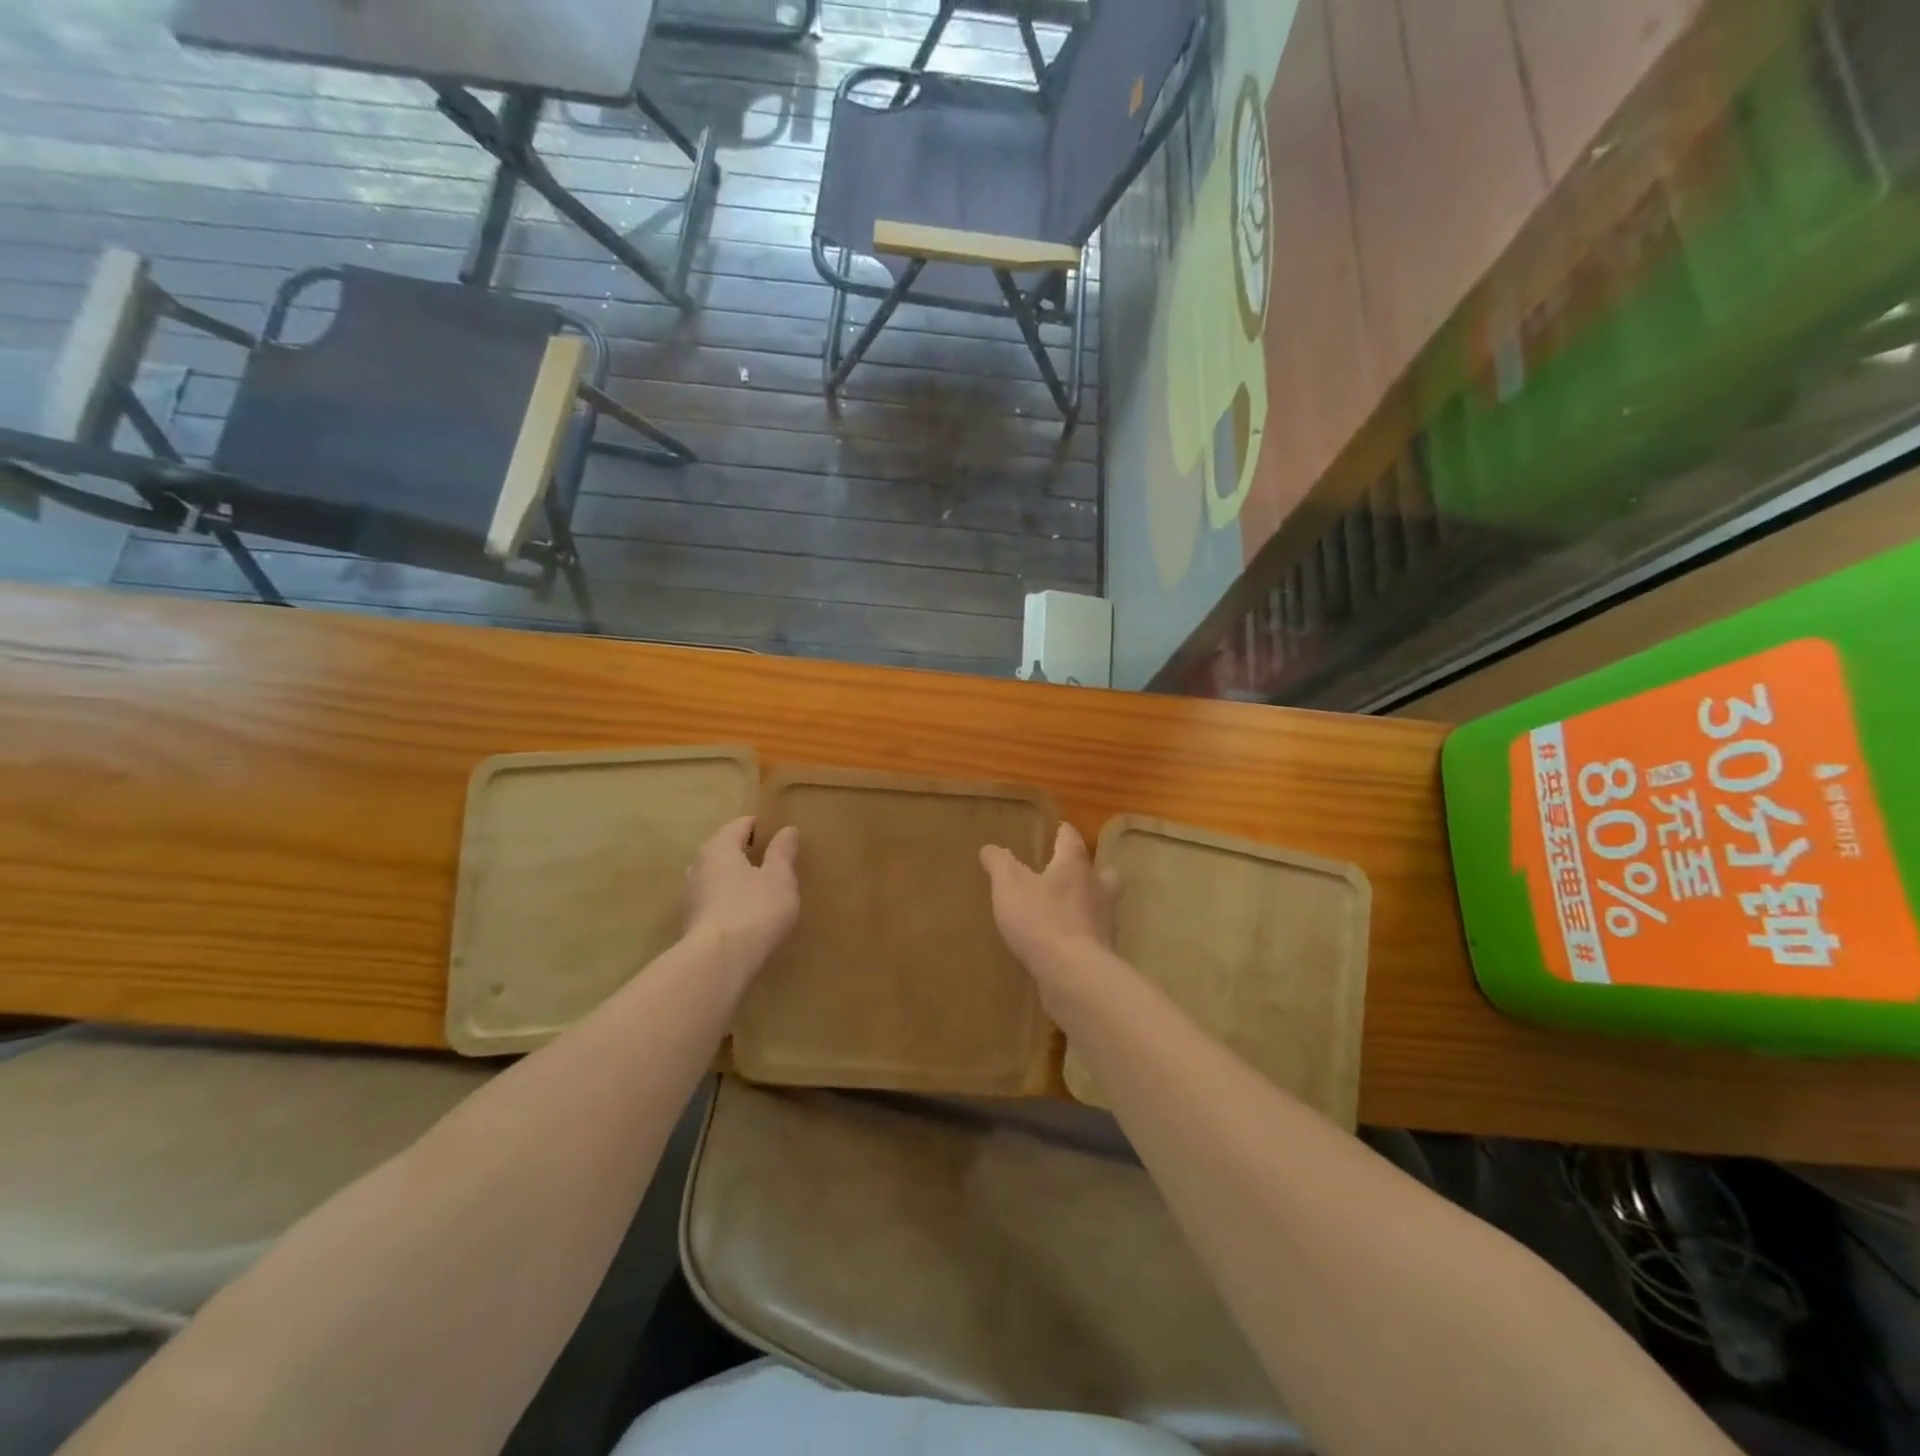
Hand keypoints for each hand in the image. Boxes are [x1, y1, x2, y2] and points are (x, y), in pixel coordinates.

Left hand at [683, 817, 799, 984]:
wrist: (717, 963)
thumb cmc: (753, 910)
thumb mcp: (779, 878)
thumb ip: (782, 852)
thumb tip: (787, 829)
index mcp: (719, 848)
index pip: (740, 825)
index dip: (760, 827)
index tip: (779, 835)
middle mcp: (699, 866)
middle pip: (724, 849)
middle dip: (745, 852)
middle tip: (771, 860)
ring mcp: (692, 896)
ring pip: (716, 876)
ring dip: (735, 878)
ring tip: (760, 887)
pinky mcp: (692, 923)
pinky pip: (714, 900)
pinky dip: (729, 900)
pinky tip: (746, 913)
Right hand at [979, 823, 1116, 977]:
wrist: (1073, 974)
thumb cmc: (1040, 919)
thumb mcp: (1009, 885)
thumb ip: (1000, 863)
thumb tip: (990, 848)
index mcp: (1075, 866)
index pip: (1071, 838)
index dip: (1062, 832)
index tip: (1056, 831)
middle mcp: (1097, 888)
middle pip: (1103, 872)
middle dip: (1089, 870)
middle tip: (1071, 873)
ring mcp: (1104, 921)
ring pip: (1102, 904)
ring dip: (1088, 902)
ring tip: (1066, 909)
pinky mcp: (1103, 951)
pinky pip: (1094, 934)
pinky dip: (1082, 933)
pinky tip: (1065, 941)